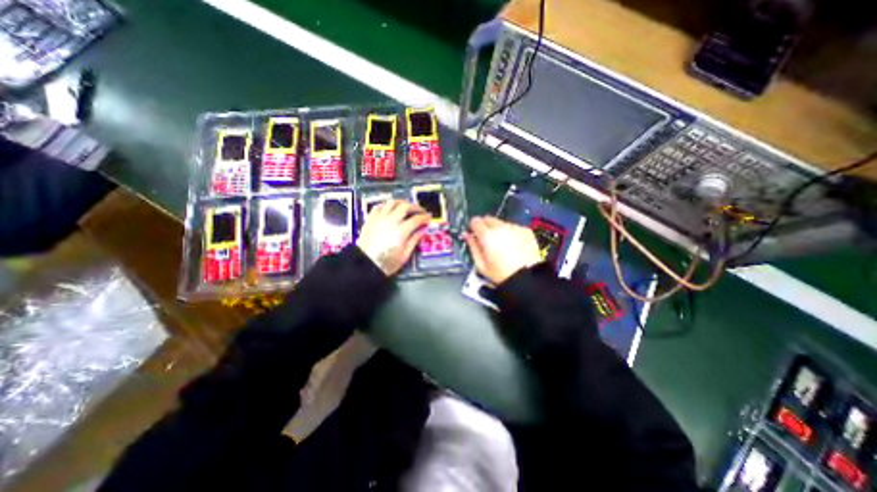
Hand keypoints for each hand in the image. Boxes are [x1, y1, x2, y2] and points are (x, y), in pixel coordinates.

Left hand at [356, 200, 429, 276]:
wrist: (365, 264)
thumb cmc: (385, 263)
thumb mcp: (404, 255)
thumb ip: (414, 240)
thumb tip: (422, 231)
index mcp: (401, 232)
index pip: (417, 219)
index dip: (425, 217)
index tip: (428, 217)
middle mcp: (390, 222)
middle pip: (406, 206)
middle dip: (416, 206)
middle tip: (420, 210)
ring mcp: (379, 219)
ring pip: (392, 202)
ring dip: (402, 202)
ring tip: (406, 206)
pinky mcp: (371, 219)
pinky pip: (379, 206)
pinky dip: (386, 205)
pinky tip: (390, 209)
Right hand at [466, 215, 540, 283]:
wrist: (527, 278)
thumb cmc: (503, 274)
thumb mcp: (481, 265)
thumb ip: (472, 247)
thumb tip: (467, 236)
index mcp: (487, 236)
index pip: (475, 221)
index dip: (473, 227)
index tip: (475, 233)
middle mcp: (501, 228)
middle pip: (488, 219)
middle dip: (485, 227)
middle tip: (488, 240)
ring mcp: (514, 228)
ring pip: (501, 223)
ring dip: (499, 230)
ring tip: (503, 245)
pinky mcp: (525, 231)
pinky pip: (514, 227)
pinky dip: (511, 233)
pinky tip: (513, 246)